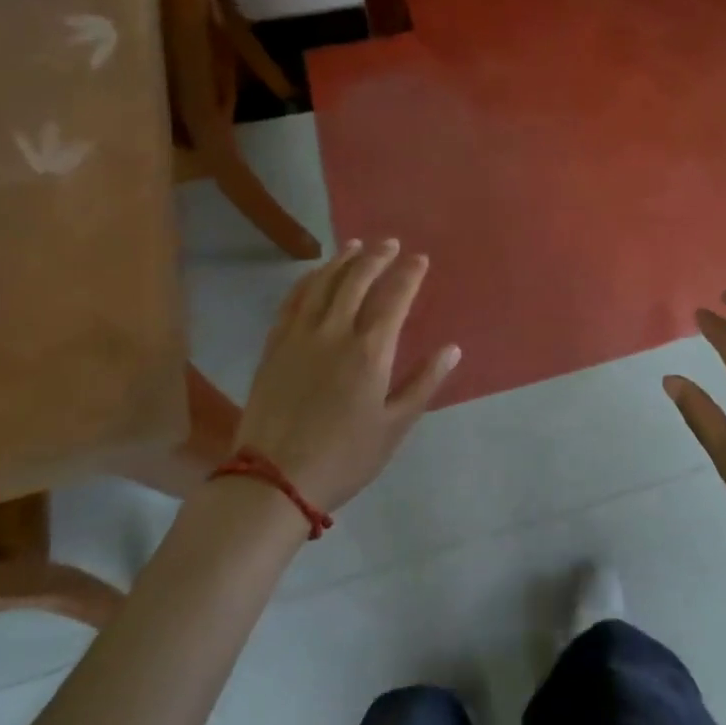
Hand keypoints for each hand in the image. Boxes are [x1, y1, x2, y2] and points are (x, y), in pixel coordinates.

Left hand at [233, 239, 459, 513]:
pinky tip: (316, 273)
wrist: (273, 481)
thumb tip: (452, 349)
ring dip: (342, 259)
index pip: (395, 297)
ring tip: (356, 245)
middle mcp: (335, 332)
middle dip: (377, 256)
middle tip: (390, 243)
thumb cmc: (344, 457)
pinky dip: (308, 280)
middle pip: (357, 279)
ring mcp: (300, 335)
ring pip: (323, 283)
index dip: (409, 274)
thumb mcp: (394, 427)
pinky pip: (293, 300)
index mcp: (370, 351)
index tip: (420, 259)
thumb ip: (424, 383)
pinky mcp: (274, 345)